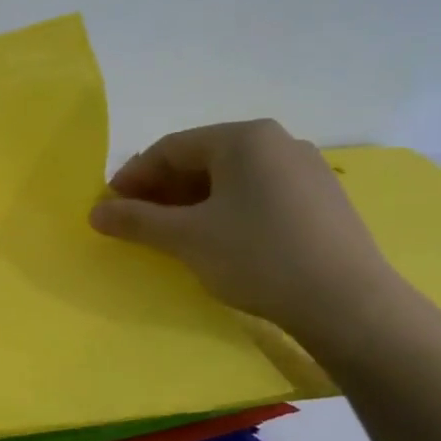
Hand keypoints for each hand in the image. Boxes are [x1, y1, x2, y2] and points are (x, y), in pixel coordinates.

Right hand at [89, 119, 399, 342]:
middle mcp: (278, 141)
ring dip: (191, 202)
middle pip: (201, 159)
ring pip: (230, 178)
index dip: (133, 176)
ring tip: (170, 235)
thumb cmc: (257, 256)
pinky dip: (225, 210)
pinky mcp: (320, 199)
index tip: (110, 207)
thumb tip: (95, 212)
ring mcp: (305, 169)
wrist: (345, 301)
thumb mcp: (186, 238)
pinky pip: (257, 194)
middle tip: (136, 222)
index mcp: (244, 138)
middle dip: (161, 190)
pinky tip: (216, 240)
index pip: (171, 147)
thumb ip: (136, 220)